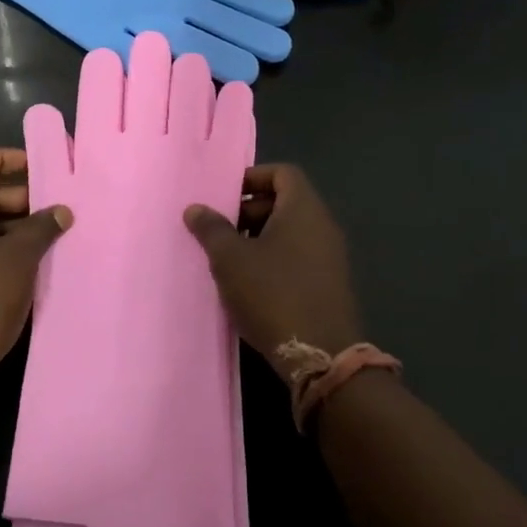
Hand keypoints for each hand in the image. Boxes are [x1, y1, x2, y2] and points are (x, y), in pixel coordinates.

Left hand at [0, 149, 71, 381]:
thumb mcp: (21, 257)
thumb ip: (42, 227)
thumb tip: (62, 211)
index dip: (1, 158)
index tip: (34, 167)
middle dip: (15, 196)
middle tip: (52, 207)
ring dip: (12, 224)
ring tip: (49, 234)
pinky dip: (0, 245)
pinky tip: (31, 260)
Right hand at [183, 164, 362, 380]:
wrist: (320, 354)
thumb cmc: (272, 294)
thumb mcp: (231, 259)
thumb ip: (211, 229)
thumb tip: (195, 208)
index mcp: (304, 209)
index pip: (283, 173)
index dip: (252, 177)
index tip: (224, 195)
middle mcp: (322, 226)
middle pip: (285, 201)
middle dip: (249, 211)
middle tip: (219, 230)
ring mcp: (330, 257)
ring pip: (290, 232)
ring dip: (258, 238)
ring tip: (228, 259)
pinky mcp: (329, 284)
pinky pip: (298, 257)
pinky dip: (273, 260)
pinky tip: (249, 284)